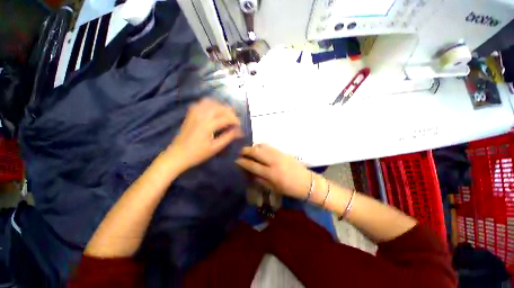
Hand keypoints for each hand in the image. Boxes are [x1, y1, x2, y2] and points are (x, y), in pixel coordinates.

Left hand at [167, 98, 242, 172]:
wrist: (177, 155)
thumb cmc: (197, 154)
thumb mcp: (215, 148)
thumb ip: (228, 137)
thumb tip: (238, 131)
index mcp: (208, 125)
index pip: (226, 117)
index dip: (235, 121)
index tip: (239, 126)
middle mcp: (201, 115)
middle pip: (220, 107)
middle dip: (230, 112)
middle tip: (234, 121)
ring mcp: (194, 113)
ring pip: (211, 102)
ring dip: (221, 107)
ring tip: (226, 115)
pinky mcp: (190, 113)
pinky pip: (202, 103)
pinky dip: (211, 104)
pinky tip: (214, 111)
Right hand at [236, 144, 311, 199]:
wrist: (306, 182)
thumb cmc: (289, 188)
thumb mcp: (273, 188)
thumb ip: (259, 179)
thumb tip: (249, 172)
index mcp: (271, 173)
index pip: (252, 165)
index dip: (242, 162)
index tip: (236, 160)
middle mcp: (273, 161)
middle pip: (256, 152)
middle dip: (245, 151)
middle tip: (240, 152)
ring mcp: (279, 154)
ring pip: (262, 146)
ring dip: (253, 147)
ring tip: (249, 150)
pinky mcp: (283, 151)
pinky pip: (269, 146)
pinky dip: (261, 146)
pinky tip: (259, 149)